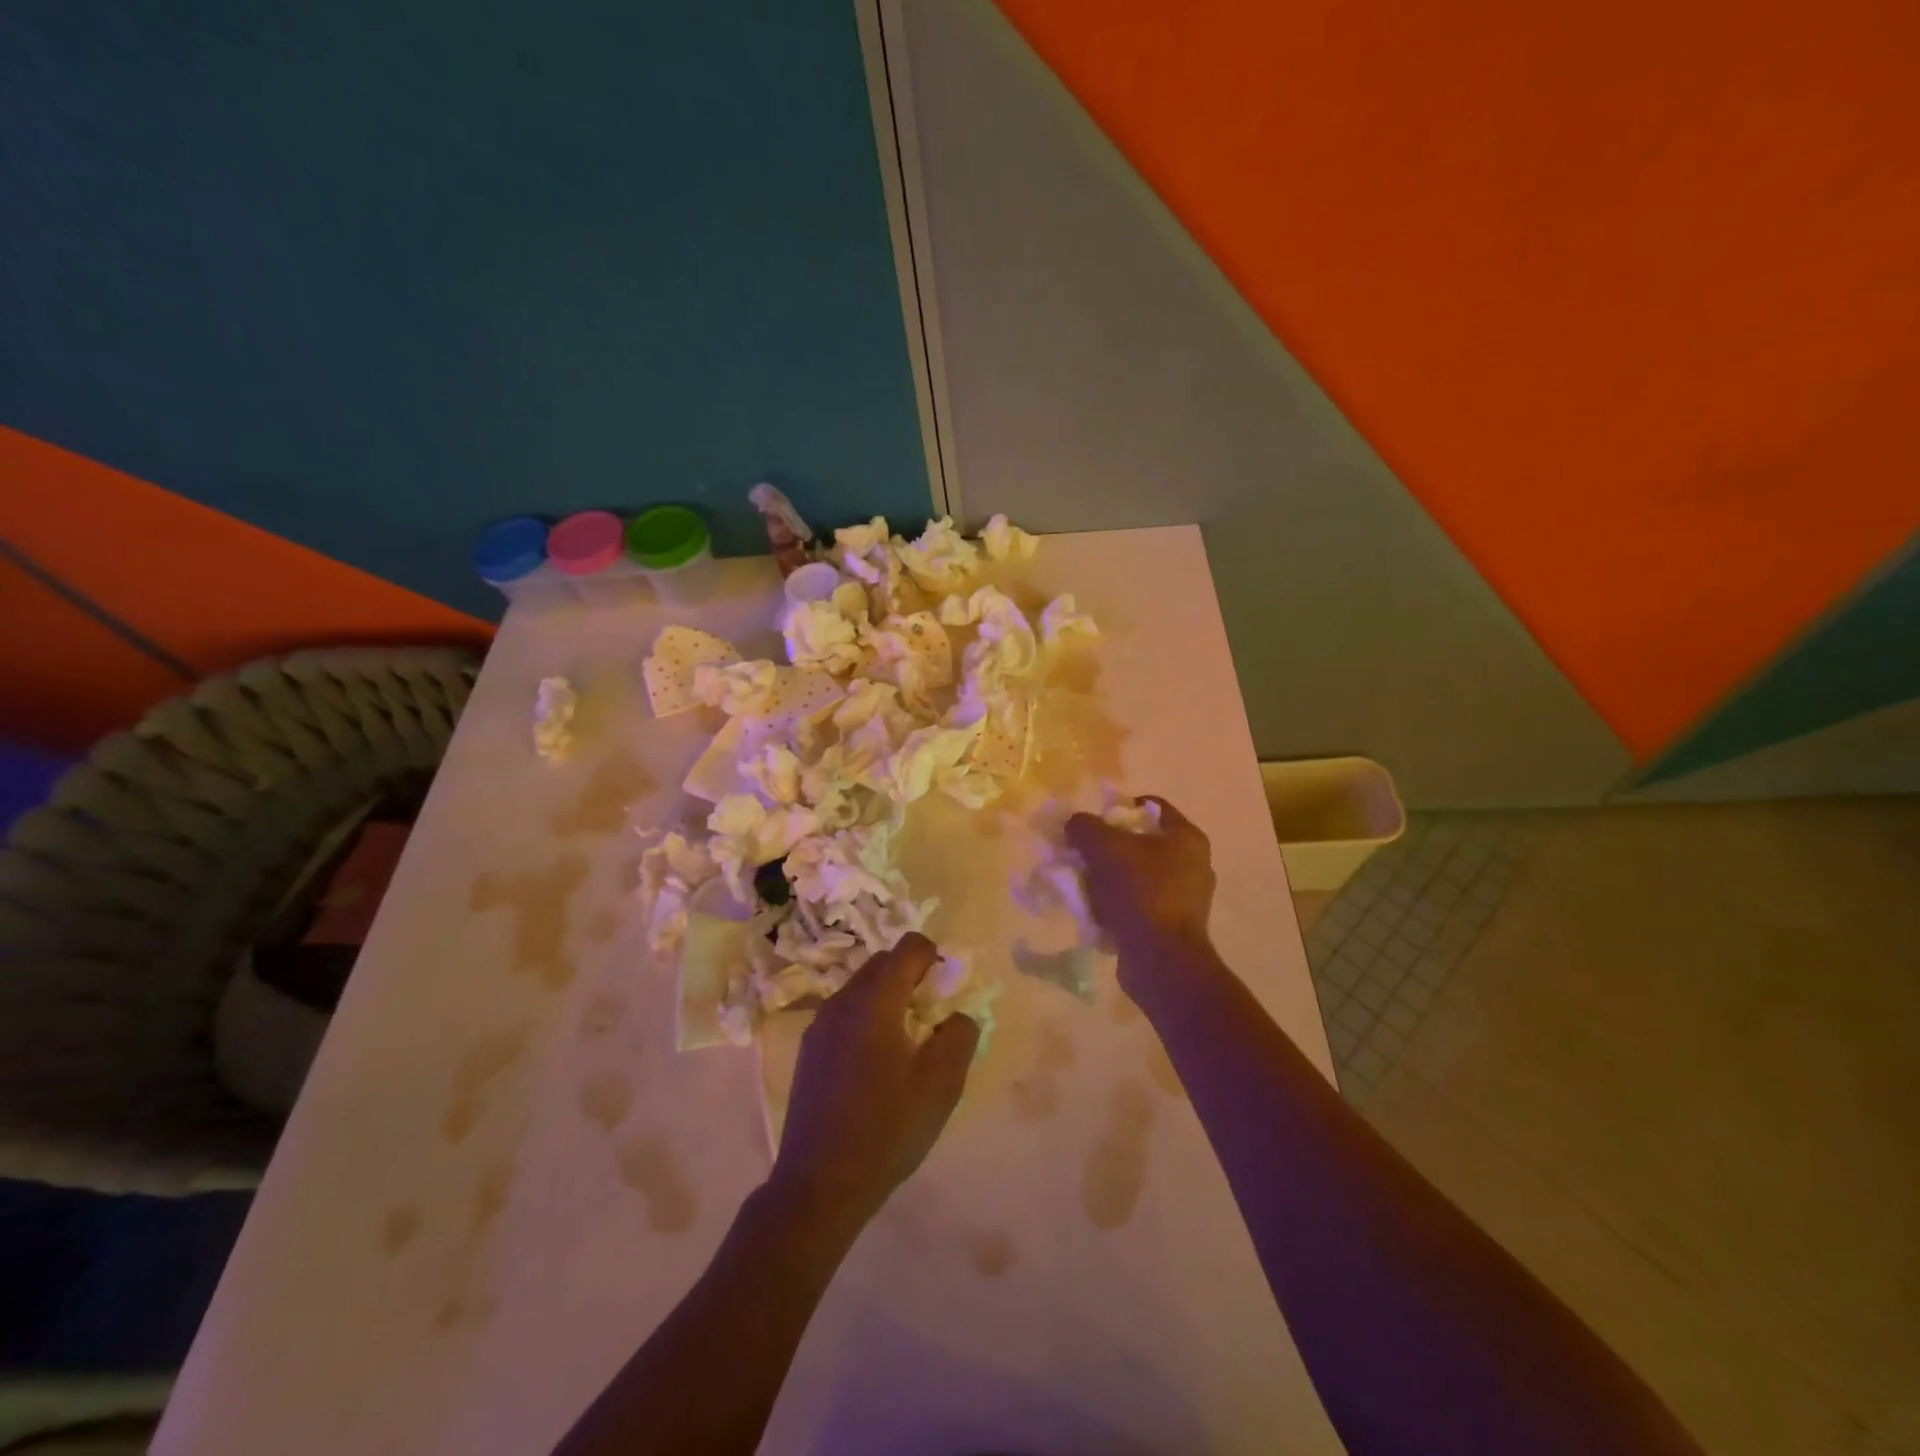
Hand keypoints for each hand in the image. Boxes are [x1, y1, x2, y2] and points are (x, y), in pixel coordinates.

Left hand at [770, 933, 978, 1226]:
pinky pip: (846, 1015)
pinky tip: (876, 1069)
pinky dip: (868, 1021)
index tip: (947, 994)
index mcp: (875, 998)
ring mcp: (820, 1025)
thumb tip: (956, 1016)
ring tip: (906, 1047)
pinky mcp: (809, 1051)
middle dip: (912, 977)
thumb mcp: (942, 1083)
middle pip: (883, 963)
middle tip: (932, 1020)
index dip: (936, 959)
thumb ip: (960, 1034)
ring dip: (889, 1000)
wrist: (819, 1185)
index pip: (910, 947)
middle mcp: (843, 1000)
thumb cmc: (887, 1128)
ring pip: (862, 989)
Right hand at [1066, 795, 1217, 970]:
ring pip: (1139, 875)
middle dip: (1109, 847)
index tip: (1094, 822)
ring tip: (1086, 885)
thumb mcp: (1104, 848)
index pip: (1152, 806)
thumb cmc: (1139, 892)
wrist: (1160, 960)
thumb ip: (1084, 827)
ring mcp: (1187, 898)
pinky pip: (1140, 904)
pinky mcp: (1175, 926)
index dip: (1120, 808)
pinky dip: (1119, 904)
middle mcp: (1194, 864)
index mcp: (1187, 838)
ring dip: (1111, 877)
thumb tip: (1075, 823)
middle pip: (1142, 842)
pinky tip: (1098, 912)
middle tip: (1084, 854)